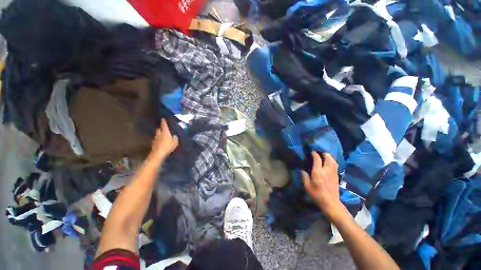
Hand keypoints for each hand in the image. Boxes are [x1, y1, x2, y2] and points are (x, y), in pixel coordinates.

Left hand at [150, 119, 178, 161]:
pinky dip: (158, 139)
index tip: (163, 119)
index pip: (164, 125)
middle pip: (159, 129)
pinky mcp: (153, 143)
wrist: (158, 153)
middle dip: (160, 128)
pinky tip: (160, 141)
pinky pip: (156, 139)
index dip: (163, 122)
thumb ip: (175, 138)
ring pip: (157, 134)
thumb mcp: (175, 142)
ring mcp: (155, 139)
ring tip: (162, 135)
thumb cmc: (168, 146)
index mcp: (165, 132)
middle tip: (163, 128)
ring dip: (159, 134)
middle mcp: (159, 134)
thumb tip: (174, 135)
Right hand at [302, 152, 346, 219]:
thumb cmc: (317, 195)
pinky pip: (335, 166)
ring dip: (329, 157)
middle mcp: (327, 171)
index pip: (317, 159)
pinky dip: (332, 162)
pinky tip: (329, 164)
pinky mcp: (337, 177)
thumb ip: (305, 177)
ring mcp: (333, 173)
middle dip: (324, 154)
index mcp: (318, 172)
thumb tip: (303, 170)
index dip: (314, 154)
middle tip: (320, 153)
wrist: (331, 203)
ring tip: (325, 157)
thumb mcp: (307, 187)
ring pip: (333, 161)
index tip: (312, 152)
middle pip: (328, 158)